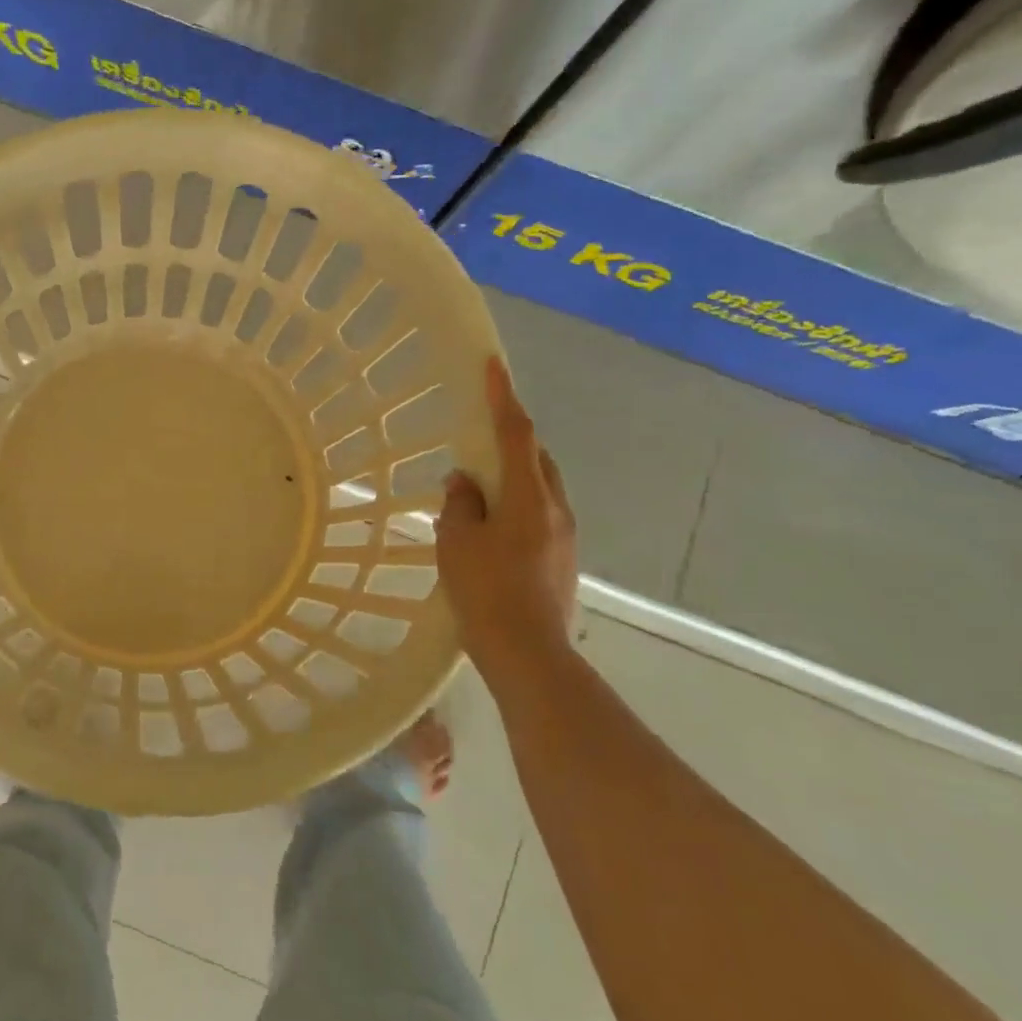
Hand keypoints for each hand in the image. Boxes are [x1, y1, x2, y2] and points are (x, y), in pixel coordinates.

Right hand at [437, 357, 578, 670]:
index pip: (516, 434)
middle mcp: (555, 509)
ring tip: (478, 491)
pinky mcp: (563, 560)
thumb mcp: (457, 542)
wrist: (529, 654)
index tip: (493, 366)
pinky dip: (516, 507)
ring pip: (539, 489)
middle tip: (478, 440)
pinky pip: (539, 516)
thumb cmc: (486, 592)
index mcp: (528, 497)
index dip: (503, 397)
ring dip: (513, 478)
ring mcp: (565, 536)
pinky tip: (491, 530)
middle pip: (536, 459)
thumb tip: (464, 482)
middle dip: (511, 441)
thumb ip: (460, 504)